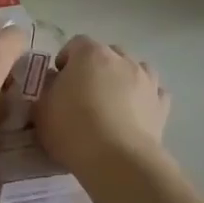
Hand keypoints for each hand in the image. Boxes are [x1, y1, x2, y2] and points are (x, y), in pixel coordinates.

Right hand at [37, 35, 169, 175]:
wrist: (116, 159)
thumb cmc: (72, 129)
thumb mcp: (41, 108)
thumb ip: (47, 88)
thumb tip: (56, 81)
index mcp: (90, 54)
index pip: (76, 43)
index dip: (66, 59)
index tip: (58, 80)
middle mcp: (122, 60)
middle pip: (107, 53)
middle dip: (95, 67)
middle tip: (83, 92)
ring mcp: (147, 80)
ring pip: (135, 68)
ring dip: (123, 78)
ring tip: (112, 102)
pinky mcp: (162, 105)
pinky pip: (153, 92)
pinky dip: (144, 98)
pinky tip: (134, 113)